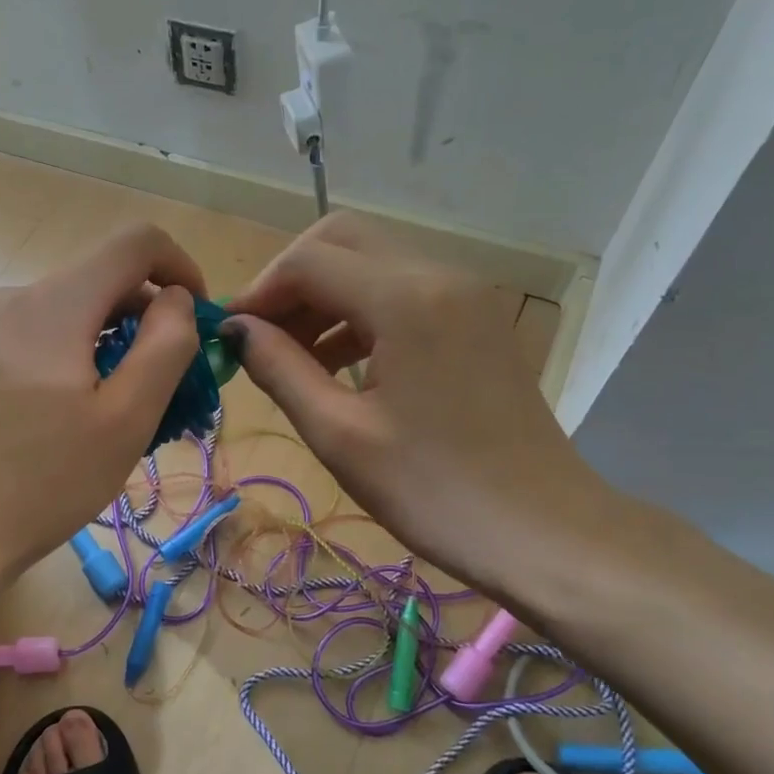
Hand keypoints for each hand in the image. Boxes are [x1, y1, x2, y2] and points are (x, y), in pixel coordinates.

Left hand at [0, 223, 205, 579]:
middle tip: (165, 386)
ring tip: (116, 411)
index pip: (135, 242)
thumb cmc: (43, 482)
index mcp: (54, 304)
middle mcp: (12, 298)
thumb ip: (164, 346)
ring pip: (68, 312)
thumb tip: (177, 299)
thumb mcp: (125, 420)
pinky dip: (69, 358)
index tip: (196, 319)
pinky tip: (65, 418)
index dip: (180, 267)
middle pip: (100, 280)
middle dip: (145, 319)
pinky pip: (35, 337)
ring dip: (108, 344)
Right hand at [223, 213, 612, 604]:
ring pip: (373, 263)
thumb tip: (235, 329)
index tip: (230, 335)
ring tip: (291, 357)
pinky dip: (360, 312)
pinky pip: (403, 291)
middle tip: (261, 335)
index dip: (259, 291)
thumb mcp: (340, 434)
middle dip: (291, 280)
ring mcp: (466, 294)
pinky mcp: (476, 319)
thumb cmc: (434, 492)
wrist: (544, 533)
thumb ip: (279, 369)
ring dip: (324, 296)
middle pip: (343, 240)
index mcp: (406, 299)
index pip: (309, 260)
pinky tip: (338, 364)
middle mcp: (440, 275)